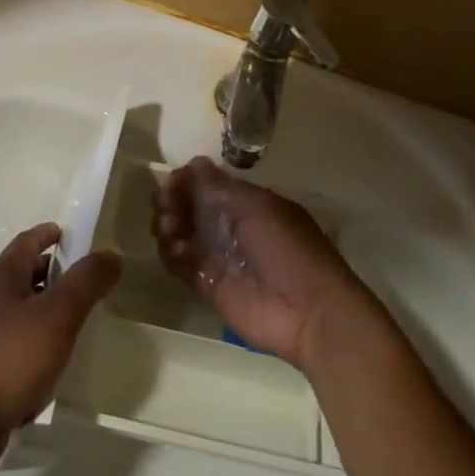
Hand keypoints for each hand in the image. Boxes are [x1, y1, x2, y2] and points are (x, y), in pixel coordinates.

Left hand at [0, 224, 120, 475]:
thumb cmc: (11, 358)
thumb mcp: (57, 314)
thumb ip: (86, 282)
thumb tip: (110, 255)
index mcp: (4, 276)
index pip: (29, 240)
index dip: (52, 233)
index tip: (80, 235)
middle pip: (28, 271)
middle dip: (58, 270)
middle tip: (93, 276)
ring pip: (28, 307)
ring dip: (54, 304)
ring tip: (86, 314)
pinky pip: (24, 338)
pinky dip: (45, 336)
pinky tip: (64, 354)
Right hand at [152, 157, 372, 369]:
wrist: (308, 312)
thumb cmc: (288, 249)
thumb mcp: (258, 208)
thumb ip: (221, 186)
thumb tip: (193, 163)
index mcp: (246, 205)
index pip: (207, 186)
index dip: (186, 181)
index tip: (173, 181)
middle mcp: (229, 228)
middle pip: (188, 208)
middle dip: (171, 201)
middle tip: (166, 204)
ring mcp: (216, 257)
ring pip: (178, 234)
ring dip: (167, 224)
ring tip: (170, 226)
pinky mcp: (206, 286)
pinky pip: (179, 264)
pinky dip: (170, 252)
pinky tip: (176, 248)